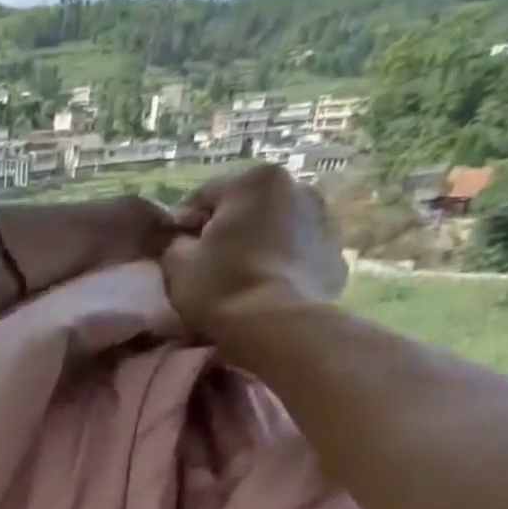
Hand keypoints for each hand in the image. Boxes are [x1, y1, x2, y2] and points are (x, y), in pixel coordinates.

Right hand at [162, 165, 347, 335]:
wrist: (276, 326)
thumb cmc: (220, 285)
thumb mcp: (176, 262)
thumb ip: (171, 241)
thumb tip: (175, 236)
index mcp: (256, 181)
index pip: (204, 196)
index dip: (182, 225)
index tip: (172, 252)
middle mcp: (298, 187)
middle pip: (247, 208)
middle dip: (227, 231)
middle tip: (206, 265)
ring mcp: (325, 220)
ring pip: (276, 228)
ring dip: (257, 244)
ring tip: (238, 277)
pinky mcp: (336, 255)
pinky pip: (298, 253)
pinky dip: (281, 264)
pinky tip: (264, 288)